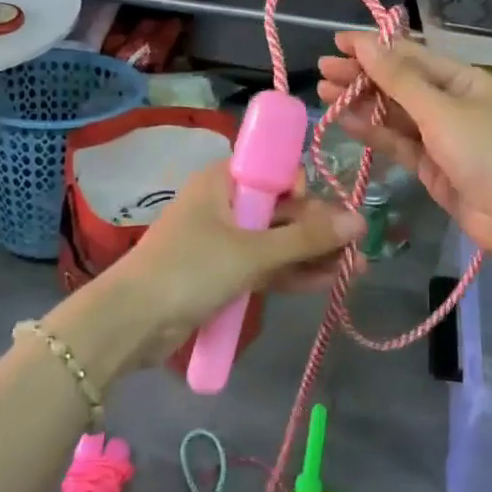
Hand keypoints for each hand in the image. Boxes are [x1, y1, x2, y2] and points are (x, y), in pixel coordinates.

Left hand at [47, 160, 363, 380]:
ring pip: (276, 240)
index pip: (274, 169)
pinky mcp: (222, 272)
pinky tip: (326, 283)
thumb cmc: (190, 270)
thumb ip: (306, 237)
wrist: (131, 322)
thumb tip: (360, 220)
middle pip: (281, 208)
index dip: (303, 189)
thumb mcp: (252, 252)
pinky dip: (292, 273)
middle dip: (318, 229)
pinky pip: (265, 265)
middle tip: (356, 250)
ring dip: (312, 254)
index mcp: (223, 180)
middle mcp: (224, 203)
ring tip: (355, 270)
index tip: (322, 213)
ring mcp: (223, 240)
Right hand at [317, 32, 491, 258]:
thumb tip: (365, 43)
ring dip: (362, 103)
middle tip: (322, 70)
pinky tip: (346, 121)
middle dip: (362, 76)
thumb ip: (398, 79)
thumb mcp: (440, 110)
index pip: (412, 56)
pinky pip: (398, 142)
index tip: (337, 43)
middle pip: (400, 84)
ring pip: (395, 114)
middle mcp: (452, 103)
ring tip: (323, 93)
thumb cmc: (487, 152)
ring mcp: (442, 136)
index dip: (374, 47)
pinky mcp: (431, 165)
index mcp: (464, 80)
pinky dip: (373, 132)